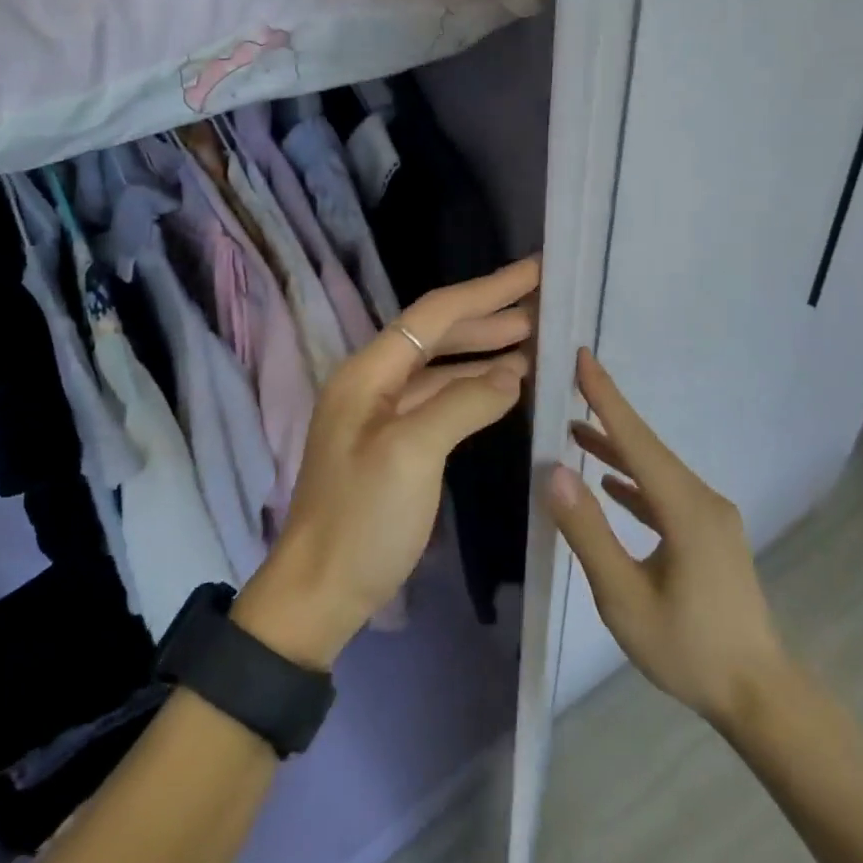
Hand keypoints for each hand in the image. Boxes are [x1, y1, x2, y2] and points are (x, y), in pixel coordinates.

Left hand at [235, 258, 540, 667]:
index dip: (487, 290)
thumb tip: (512, 374)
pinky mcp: (394, 442)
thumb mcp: (413, 454)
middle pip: (437, 332)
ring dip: (485, 350)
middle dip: (490, 315)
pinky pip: (439, 398)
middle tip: (544, 303)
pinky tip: (503, 388)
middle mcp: (373, 382)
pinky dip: (472, 388)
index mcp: (368, 372)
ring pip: (440, 366)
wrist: (319, 591)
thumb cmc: (362, 519)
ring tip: (534, 340)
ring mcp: (382, 413)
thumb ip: (464, 404)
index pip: (435, 314)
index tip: (535, 270)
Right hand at [547, 349, 789, 731]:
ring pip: (656, 470)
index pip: (636, 440)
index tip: (583, 356)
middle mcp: (703, 500)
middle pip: (647, 447)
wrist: (758, 696)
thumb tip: (554, 471)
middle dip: (607, 414)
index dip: (606, 396)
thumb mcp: (624, 598)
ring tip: (575, 431)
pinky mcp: (709, 534)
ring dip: (617, 450)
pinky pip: (665, 493)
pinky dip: (634, 482)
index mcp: (686, 509)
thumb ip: (588, 532)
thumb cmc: (687, 649)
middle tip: (569, 385)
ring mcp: (710, 516)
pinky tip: (610, 484)